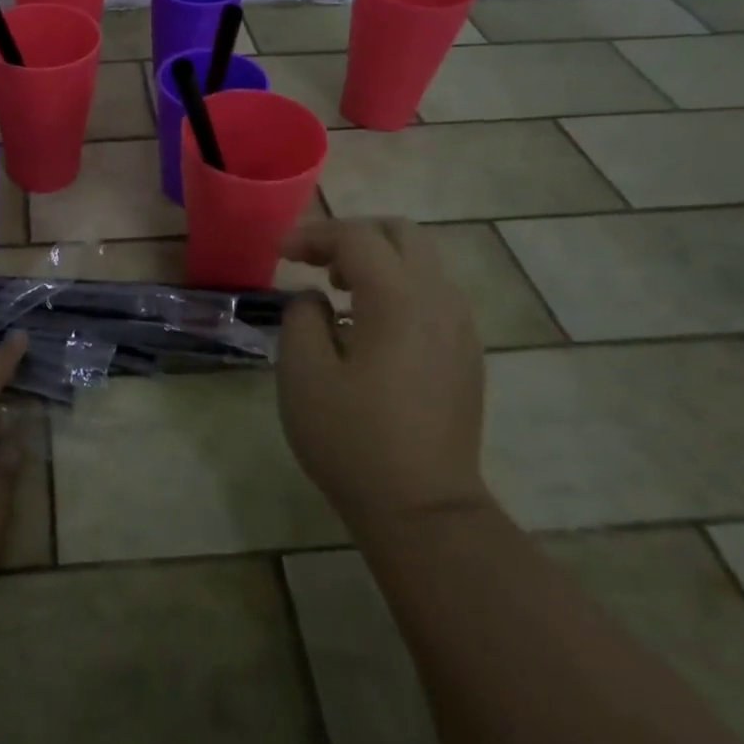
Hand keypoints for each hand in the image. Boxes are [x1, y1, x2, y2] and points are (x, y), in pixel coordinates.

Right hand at [277, 218, 487, 541]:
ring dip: (377, 261)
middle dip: (352, 236)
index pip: (356, 237)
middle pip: (401, 233)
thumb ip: (302, 317)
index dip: (312, 234)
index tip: (278, 253)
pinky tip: (368, 327)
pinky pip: (432, 295)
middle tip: (314, 263)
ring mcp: (460, 328)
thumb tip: (316, 301)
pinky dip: (397, 288)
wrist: (423, 510)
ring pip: (421, 262)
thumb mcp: (302, 374)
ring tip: (338, 292)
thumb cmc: (352, 439)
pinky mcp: (466, 354)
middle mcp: (439, 301)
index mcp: (399, 300)